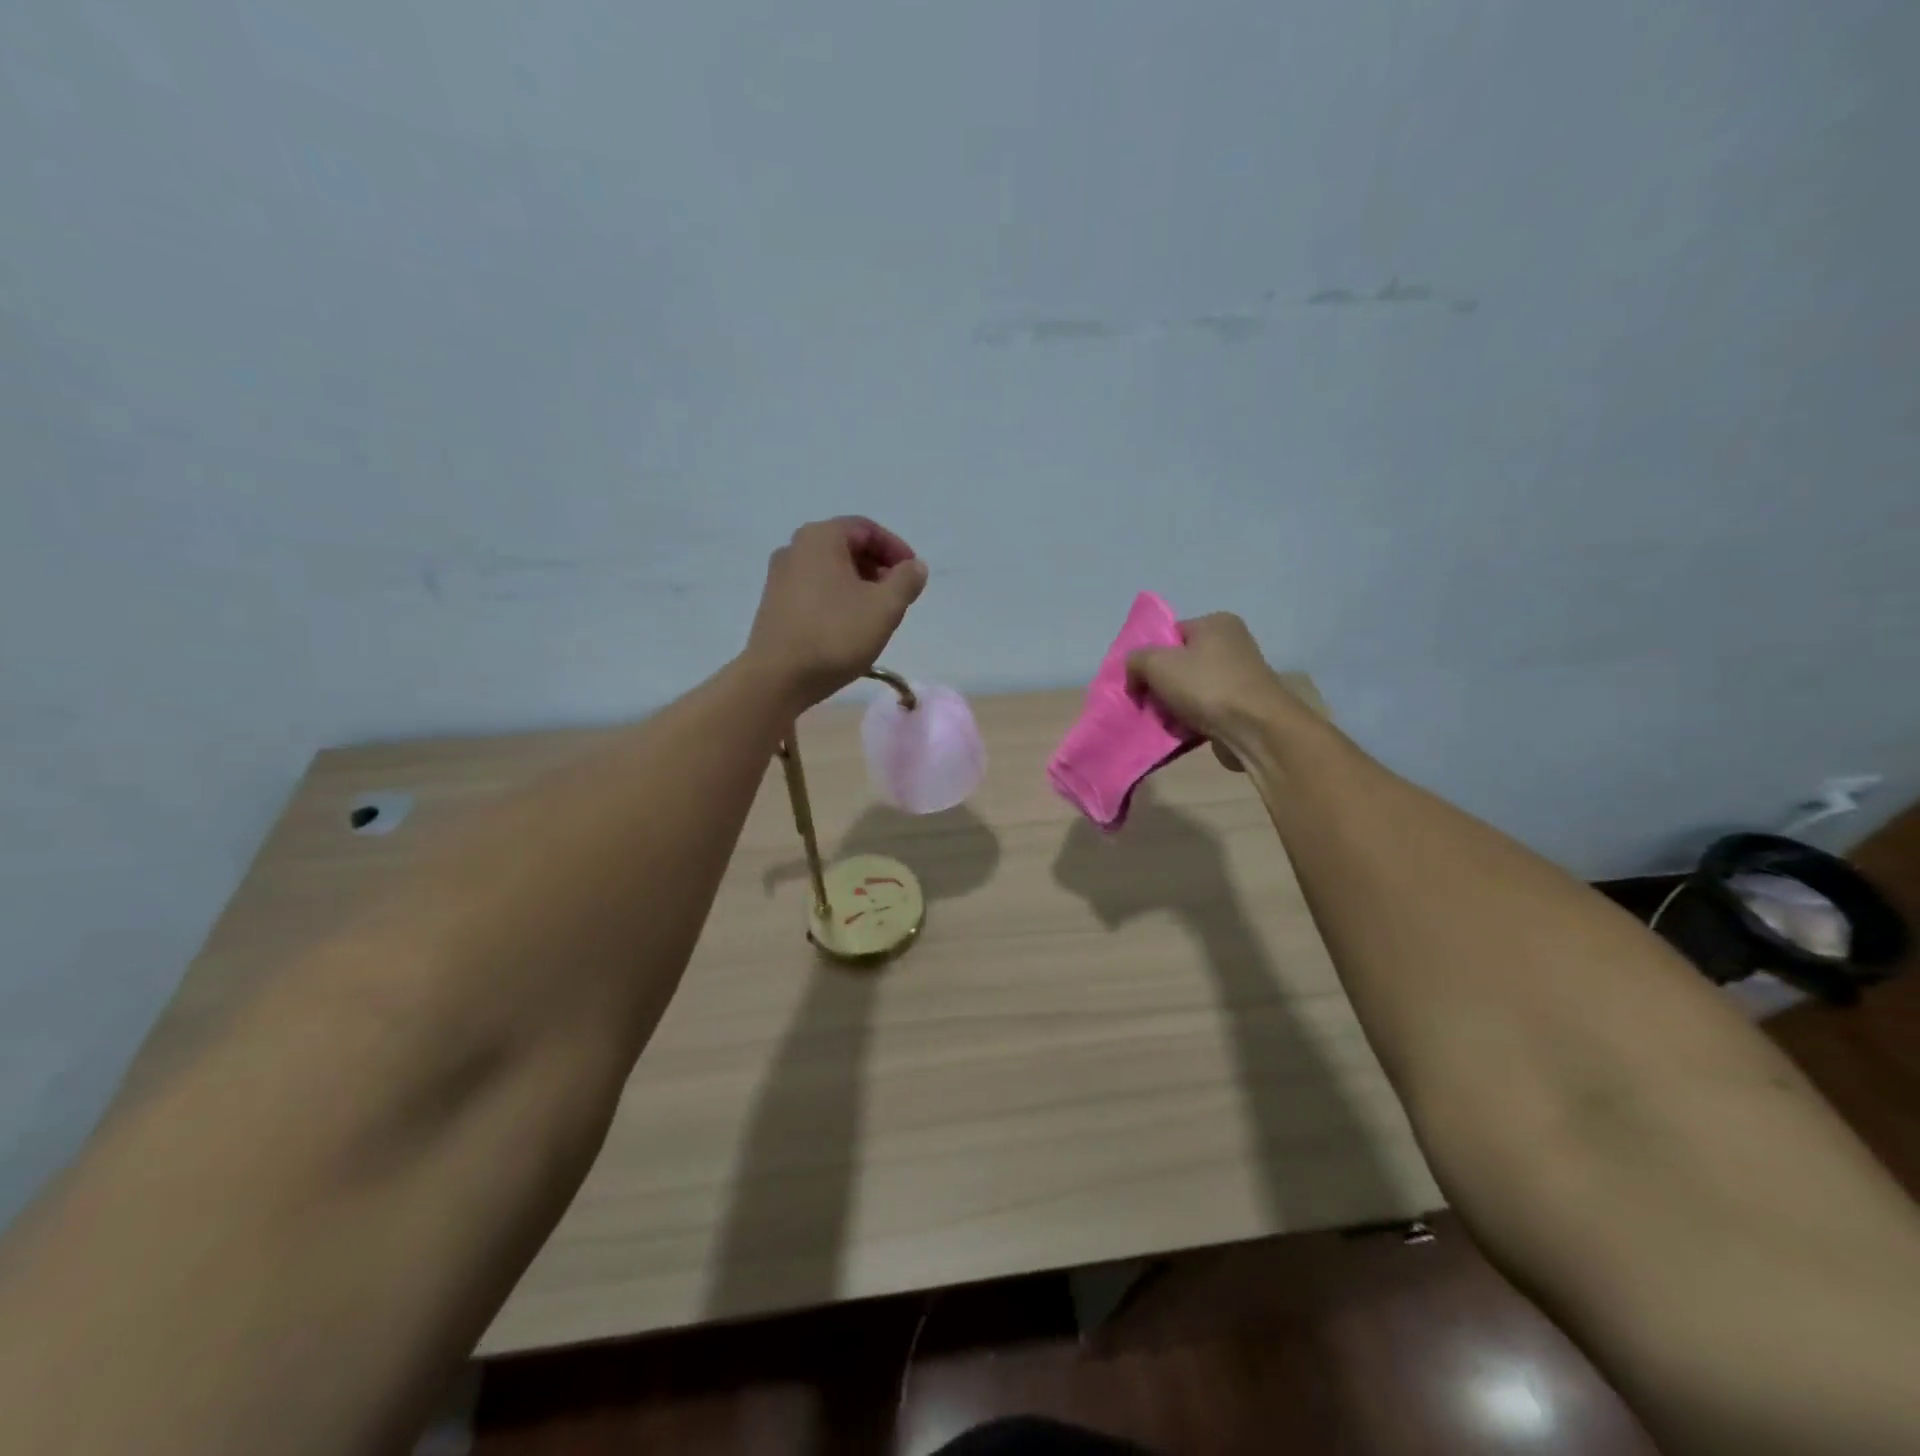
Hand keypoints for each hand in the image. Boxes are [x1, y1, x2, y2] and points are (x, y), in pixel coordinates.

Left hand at [745, 517, 928, 708]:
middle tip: (899, 596)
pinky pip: (814, 590)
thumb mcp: (884, 607)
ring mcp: (779, 577)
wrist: (777, 678)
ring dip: (859, 586)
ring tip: (878, 615)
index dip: (896, 549)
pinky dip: (838, 599)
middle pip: (847, 547)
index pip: (867, 529)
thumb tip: (914, 567)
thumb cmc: (835, 635)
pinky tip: (849, 627)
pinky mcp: (774, 605)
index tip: (914, 575)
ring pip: (830, 571)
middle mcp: (794, 549)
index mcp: (820, 538)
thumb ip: (906, 580)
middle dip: (878, 568)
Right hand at [1126, 613, 1302, 767]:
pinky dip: (1190, 720)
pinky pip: (1205, 709)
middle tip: (1147, 703)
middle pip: (1179, 664)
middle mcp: (1232, 644)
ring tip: (1162, 721)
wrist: (1255, 729)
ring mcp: (1240, 676)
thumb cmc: (1206, 686)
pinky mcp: (1243, 706)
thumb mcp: (1157, 664)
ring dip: (1173, 706)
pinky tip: (1180, 732)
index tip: (1138, 681)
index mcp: (1216, 623)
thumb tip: (1134, 674)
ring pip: (1190, 690)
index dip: (1149, 656)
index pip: (1170, 634)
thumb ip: (1135, 661)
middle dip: (1160, 685)